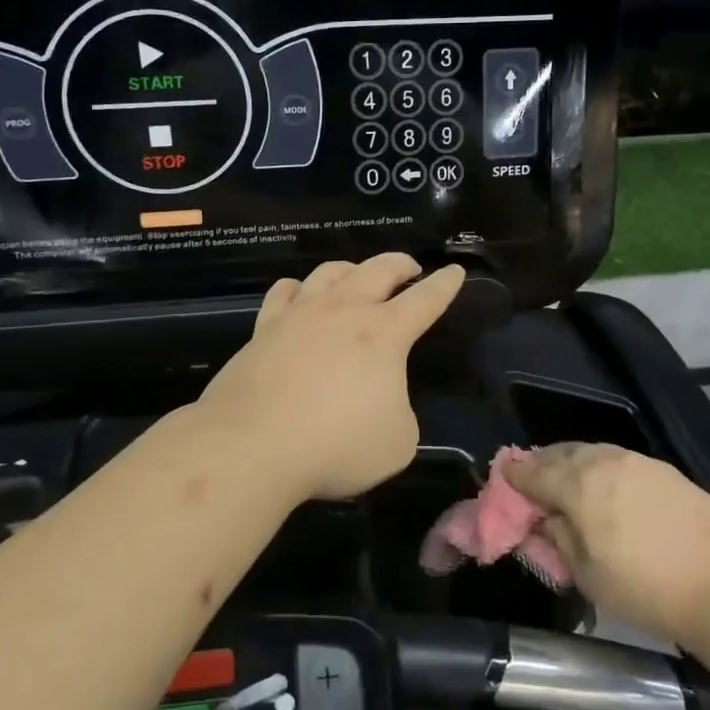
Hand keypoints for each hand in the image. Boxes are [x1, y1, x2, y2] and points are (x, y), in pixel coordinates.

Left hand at [194, 255, 466, 502]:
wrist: (254, 445)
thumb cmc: (336, 445)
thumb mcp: (397, 443)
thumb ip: (400, 413)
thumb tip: (383, 403)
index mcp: (384, 334)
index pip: (425, 300)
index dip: (445, 285)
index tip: (455, 270)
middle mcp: (344, 312)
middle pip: (378, 270)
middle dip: (400, 264)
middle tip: (410, 268)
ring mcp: (300, 315)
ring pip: (329, 272)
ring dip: (351, 269)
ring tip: (356, 275)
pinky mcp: (264, 329)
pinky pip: (284, 293)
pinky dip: (297, 288)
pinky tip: (298, 294)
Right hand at [502, 445, 709, 646]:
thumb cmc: (647, 588)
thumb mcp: (587, 575)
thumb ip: (559, 538)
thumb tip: (548, 519)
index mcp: (577, 484)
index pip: (531, 471)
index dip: (513, 478)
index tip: (503, 483)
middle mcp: (603, 460)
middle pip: (559, 453)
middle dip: (540, 466)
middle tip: (532, 485)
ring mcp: (636, 461)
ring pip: (590, 452)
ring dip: (570, 464)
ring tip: (567, 486)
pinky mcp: (663, 469)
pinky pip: (617, 460)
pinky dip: (600, 468)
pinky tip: (605, 489)